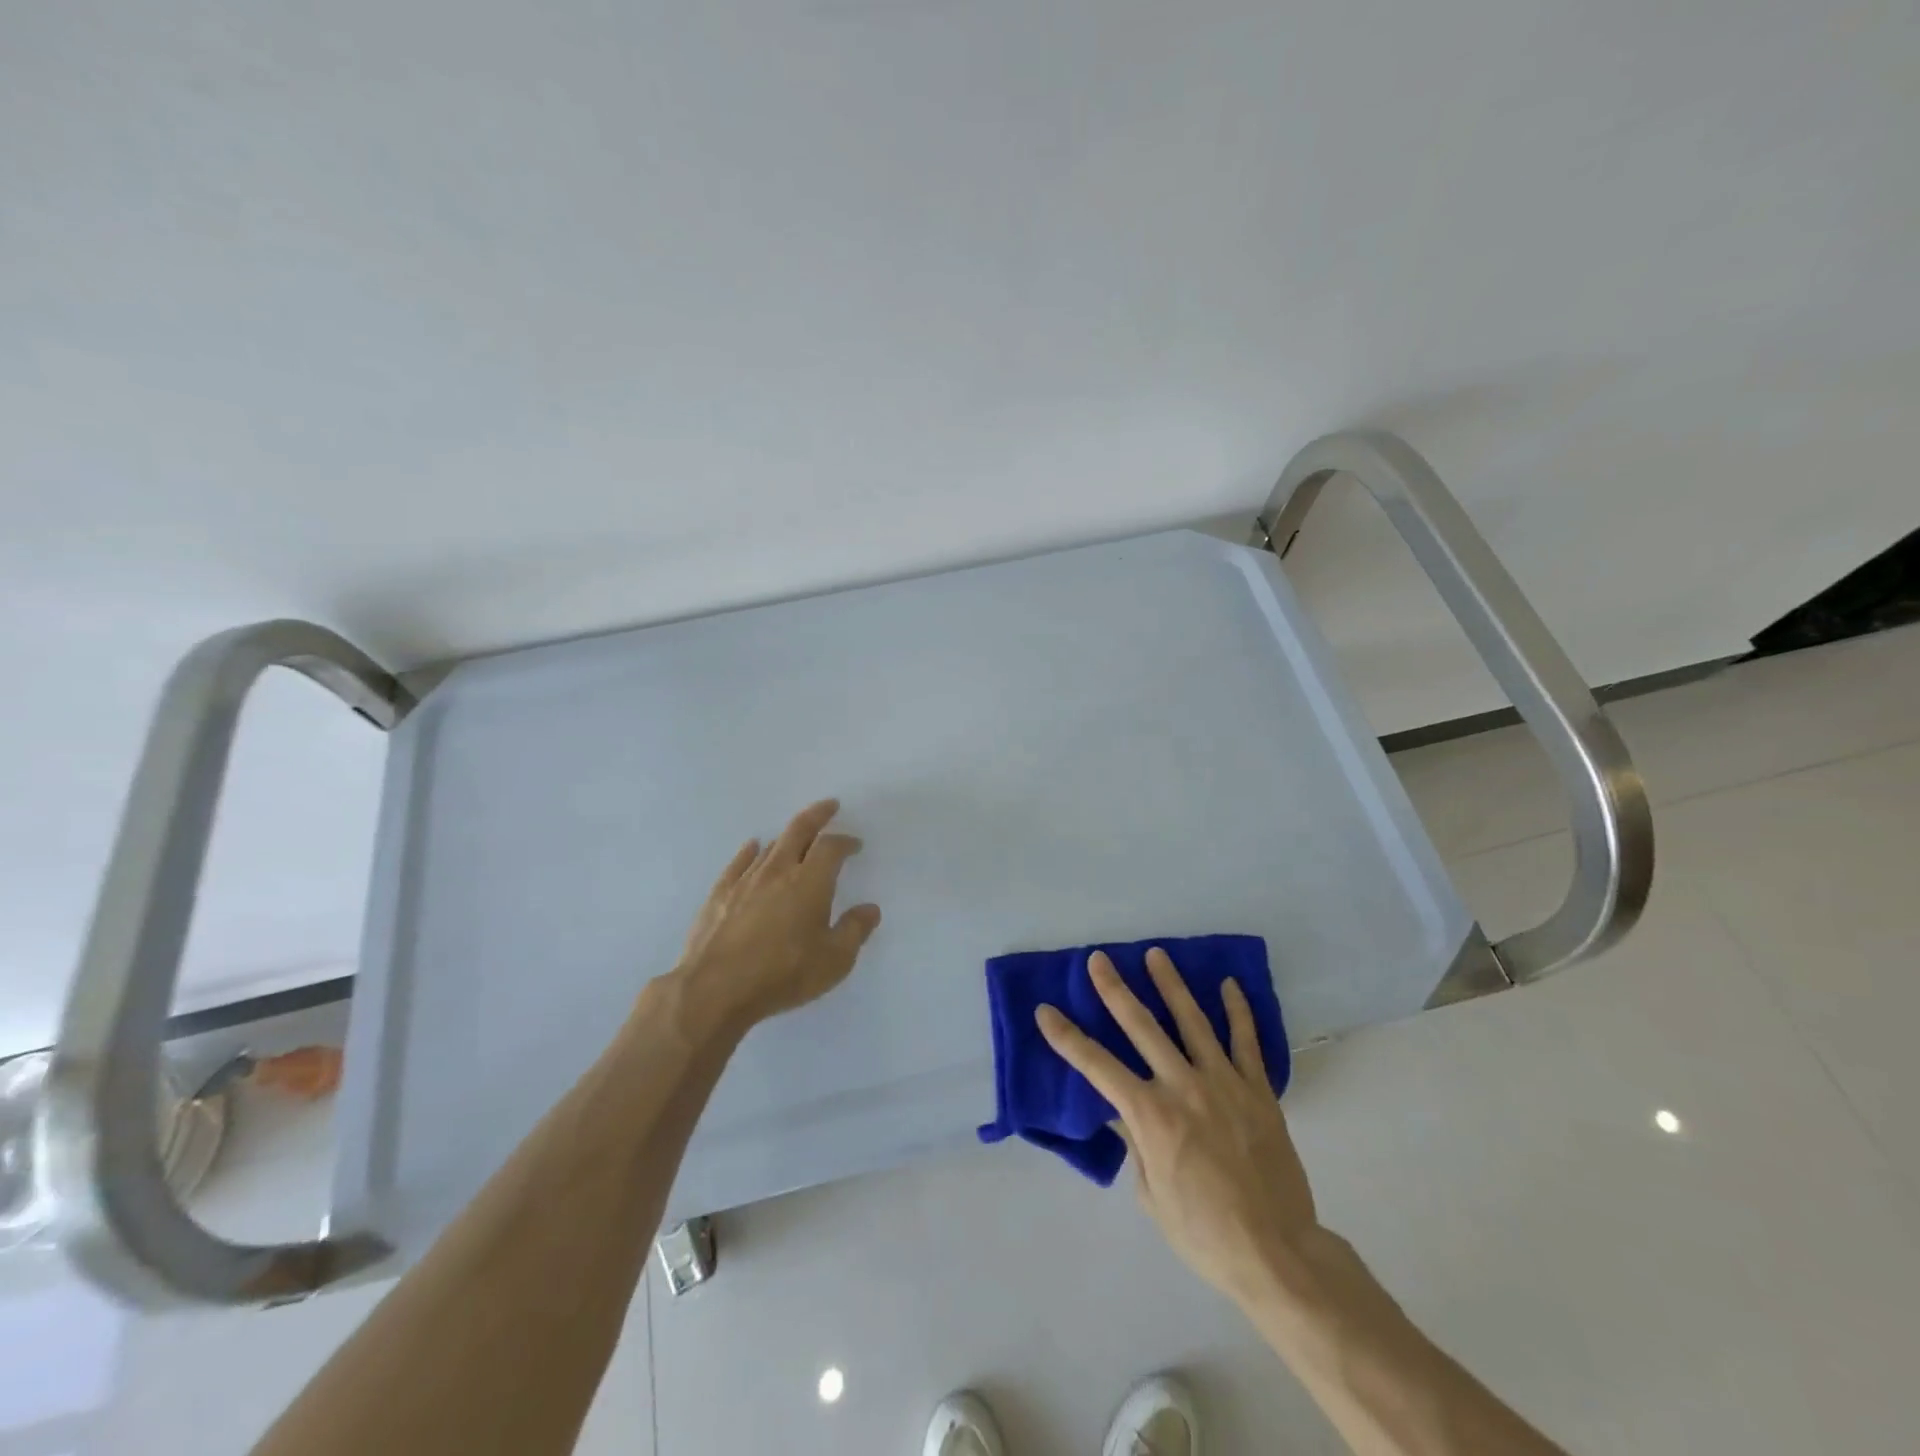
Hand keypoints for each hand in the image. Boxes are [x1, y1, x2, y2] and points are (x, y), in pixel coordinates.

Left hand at [674, 799, 881, 1030]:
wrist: (714, 990)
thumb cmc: (782, 974)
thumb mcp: (834, 961)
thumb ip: (854, 931)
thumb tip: (870, 909)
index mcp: (810, 882)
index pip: (831, 847)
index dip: (845, 841)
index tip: (855, 844)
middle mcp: (778, 871)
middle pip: (799, 831)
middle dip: (817, 815)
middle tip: (829, 806)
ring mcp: (745, 881)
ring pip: (770, 847)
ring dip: (787, 837)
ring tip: (797, 836)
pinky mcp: (719, 895)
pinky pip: (738, 862)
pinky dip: (750, 851)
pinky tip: (752, 847)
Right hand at [1035, 947, 1318, 1306]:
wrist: (1276, 1253)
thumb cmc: (1203, 1233)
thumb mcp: (1151, 1196)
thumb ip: (1136, 1145)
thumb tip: (1123, 1114)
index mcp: (1151, 1115)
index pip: (1097, 1067)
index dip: (1067, 1038)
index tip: (1046, 1011)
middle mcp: (1183, 1087)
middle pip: (1142, 1027)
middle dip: (1115, 990)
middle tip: (1099, 959)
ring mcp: (1224, 1084)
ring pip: (1192, 1022)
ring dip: (1171, 985)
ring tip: (1156, 955)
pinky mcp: (1258, 1091)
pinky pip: (1247, 1042)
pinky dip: (1238, 1012)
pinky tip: (1229, 985)